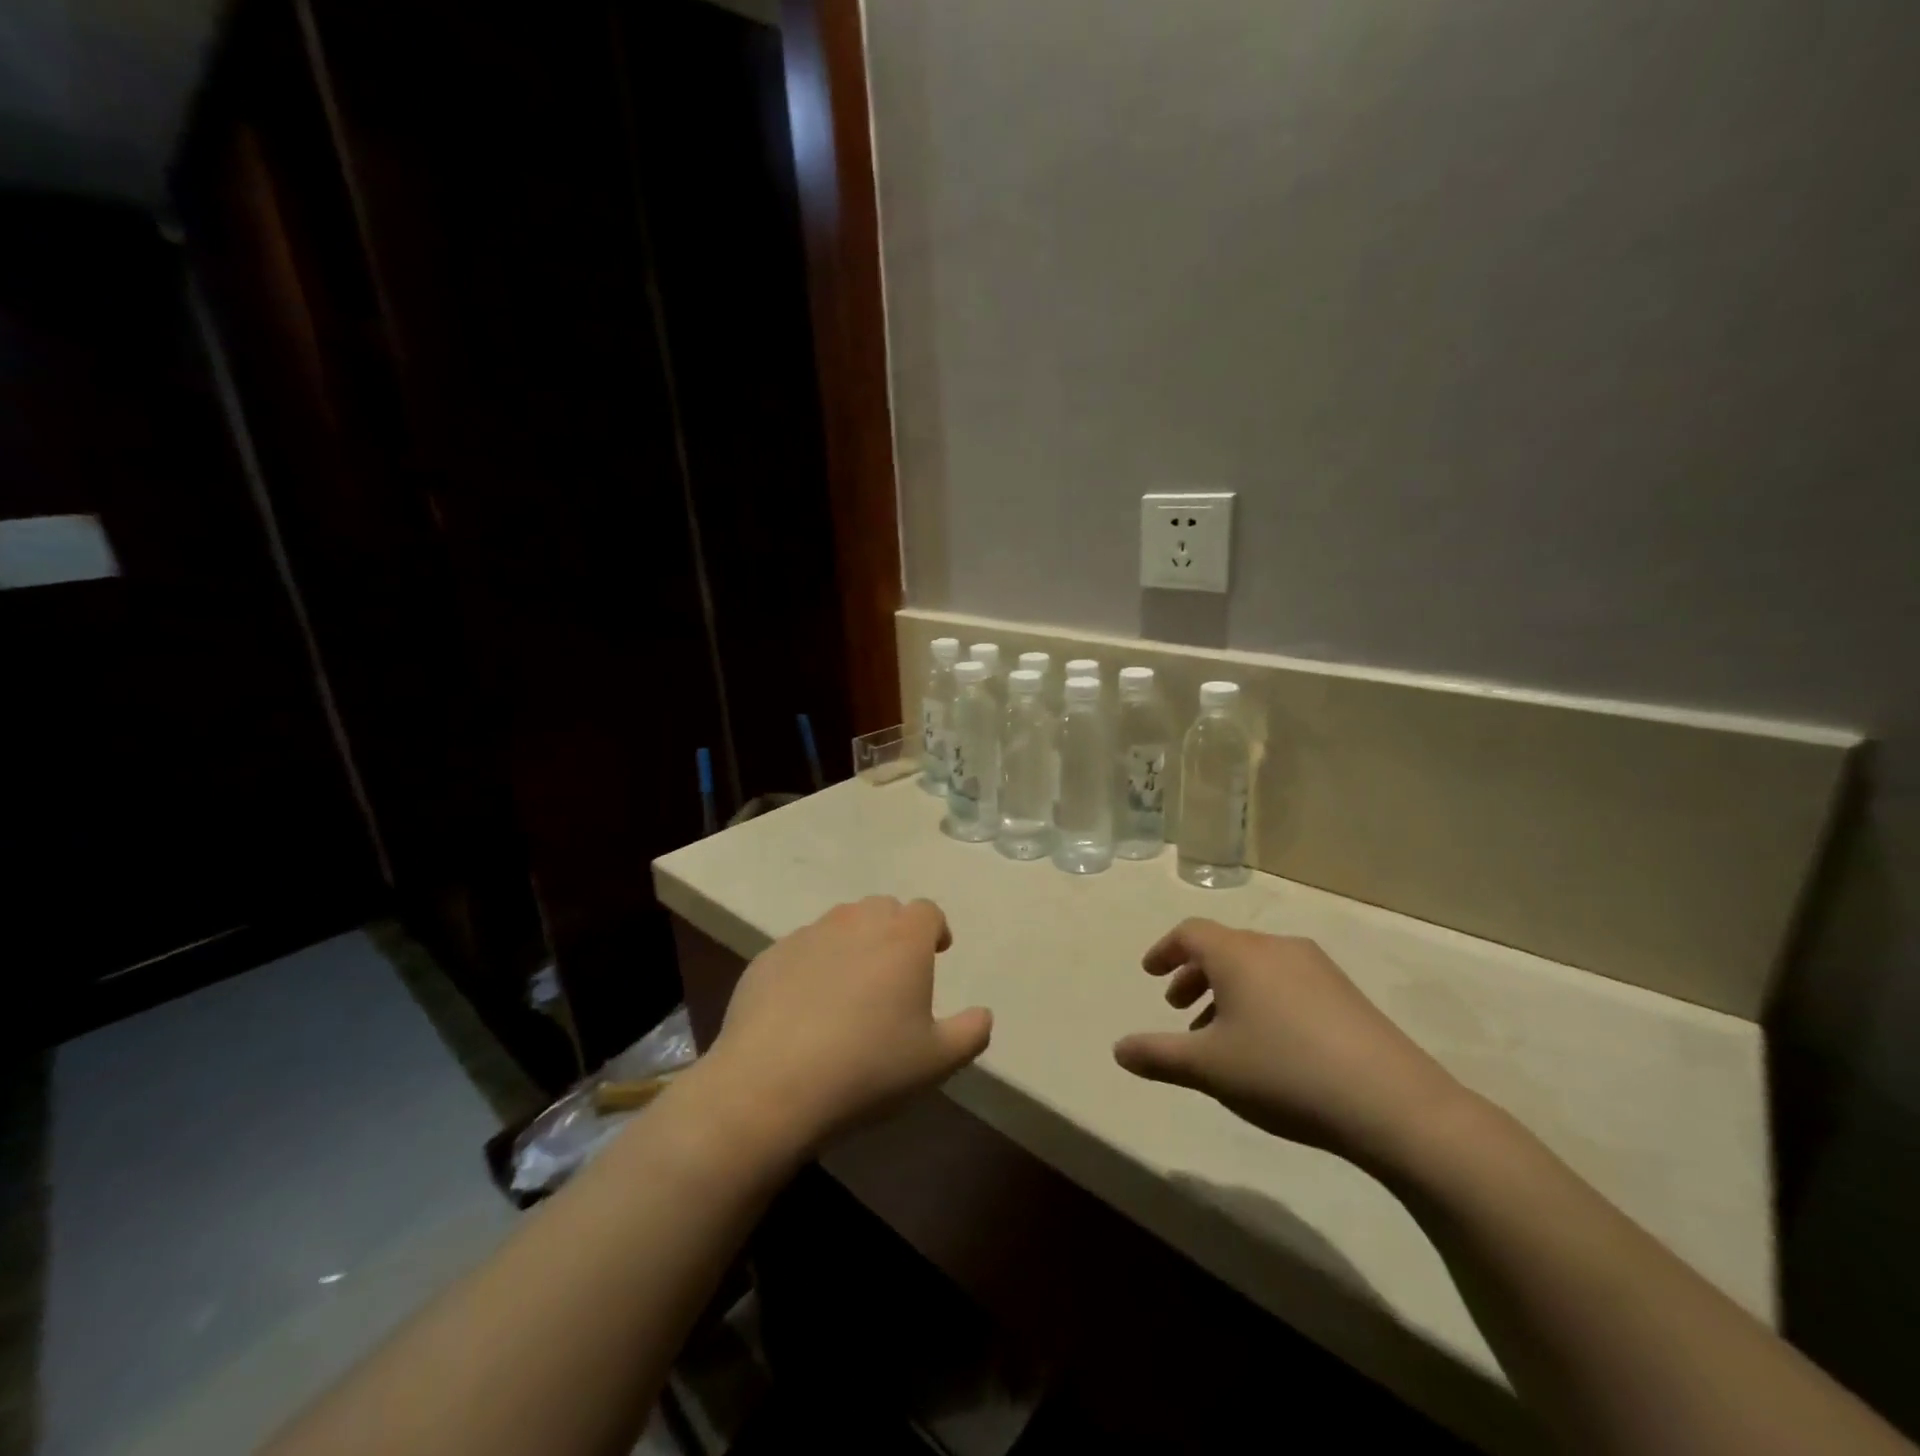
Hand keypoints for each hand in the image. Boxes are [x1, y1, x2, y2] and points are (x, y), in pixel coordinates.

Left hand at [701, 897, 991, 1153]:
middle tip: (895, 971)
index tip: (936, 954)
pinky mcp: (770, 956)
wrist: (772, 1084)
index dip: (935, 929)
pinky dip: (812, 964)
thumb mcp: (936, 1061)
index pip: (927, 911)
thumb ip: (971, 1032)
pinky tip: (805, 1006)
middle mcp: (856, 923)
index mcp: (902, 939)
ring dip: (853, 942)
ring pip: (840, 923)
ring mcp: (808, 935)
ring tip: (850, 986)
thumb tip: (983, 1014)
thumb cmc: (868, 1067)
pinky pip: (801, 948)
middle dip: (894, 930)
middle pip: (883, 908)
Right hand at [1113, 919, 1460, 1166]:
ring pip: (1256, 967)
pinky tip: (1268, 1045)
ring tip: (1219, 1035)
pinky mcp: (1346, 993)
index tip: (1150, 974)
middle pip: (1223, 948)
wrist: (1393, 1103)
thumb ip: (1158, 1055)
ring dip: (1227, 991)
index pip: (1190, 932)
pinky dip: (1261, 1000)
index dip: (1164, 951)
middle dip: (1194, 975)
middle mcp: (1275, 947)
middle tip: (1178, 1009)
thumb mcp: (1208, 1068)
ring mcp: (1316, 967)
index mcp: (1238, 954)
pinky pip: (1286, 982)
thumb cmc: (1283, 1072)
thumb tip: (1118, 1049)